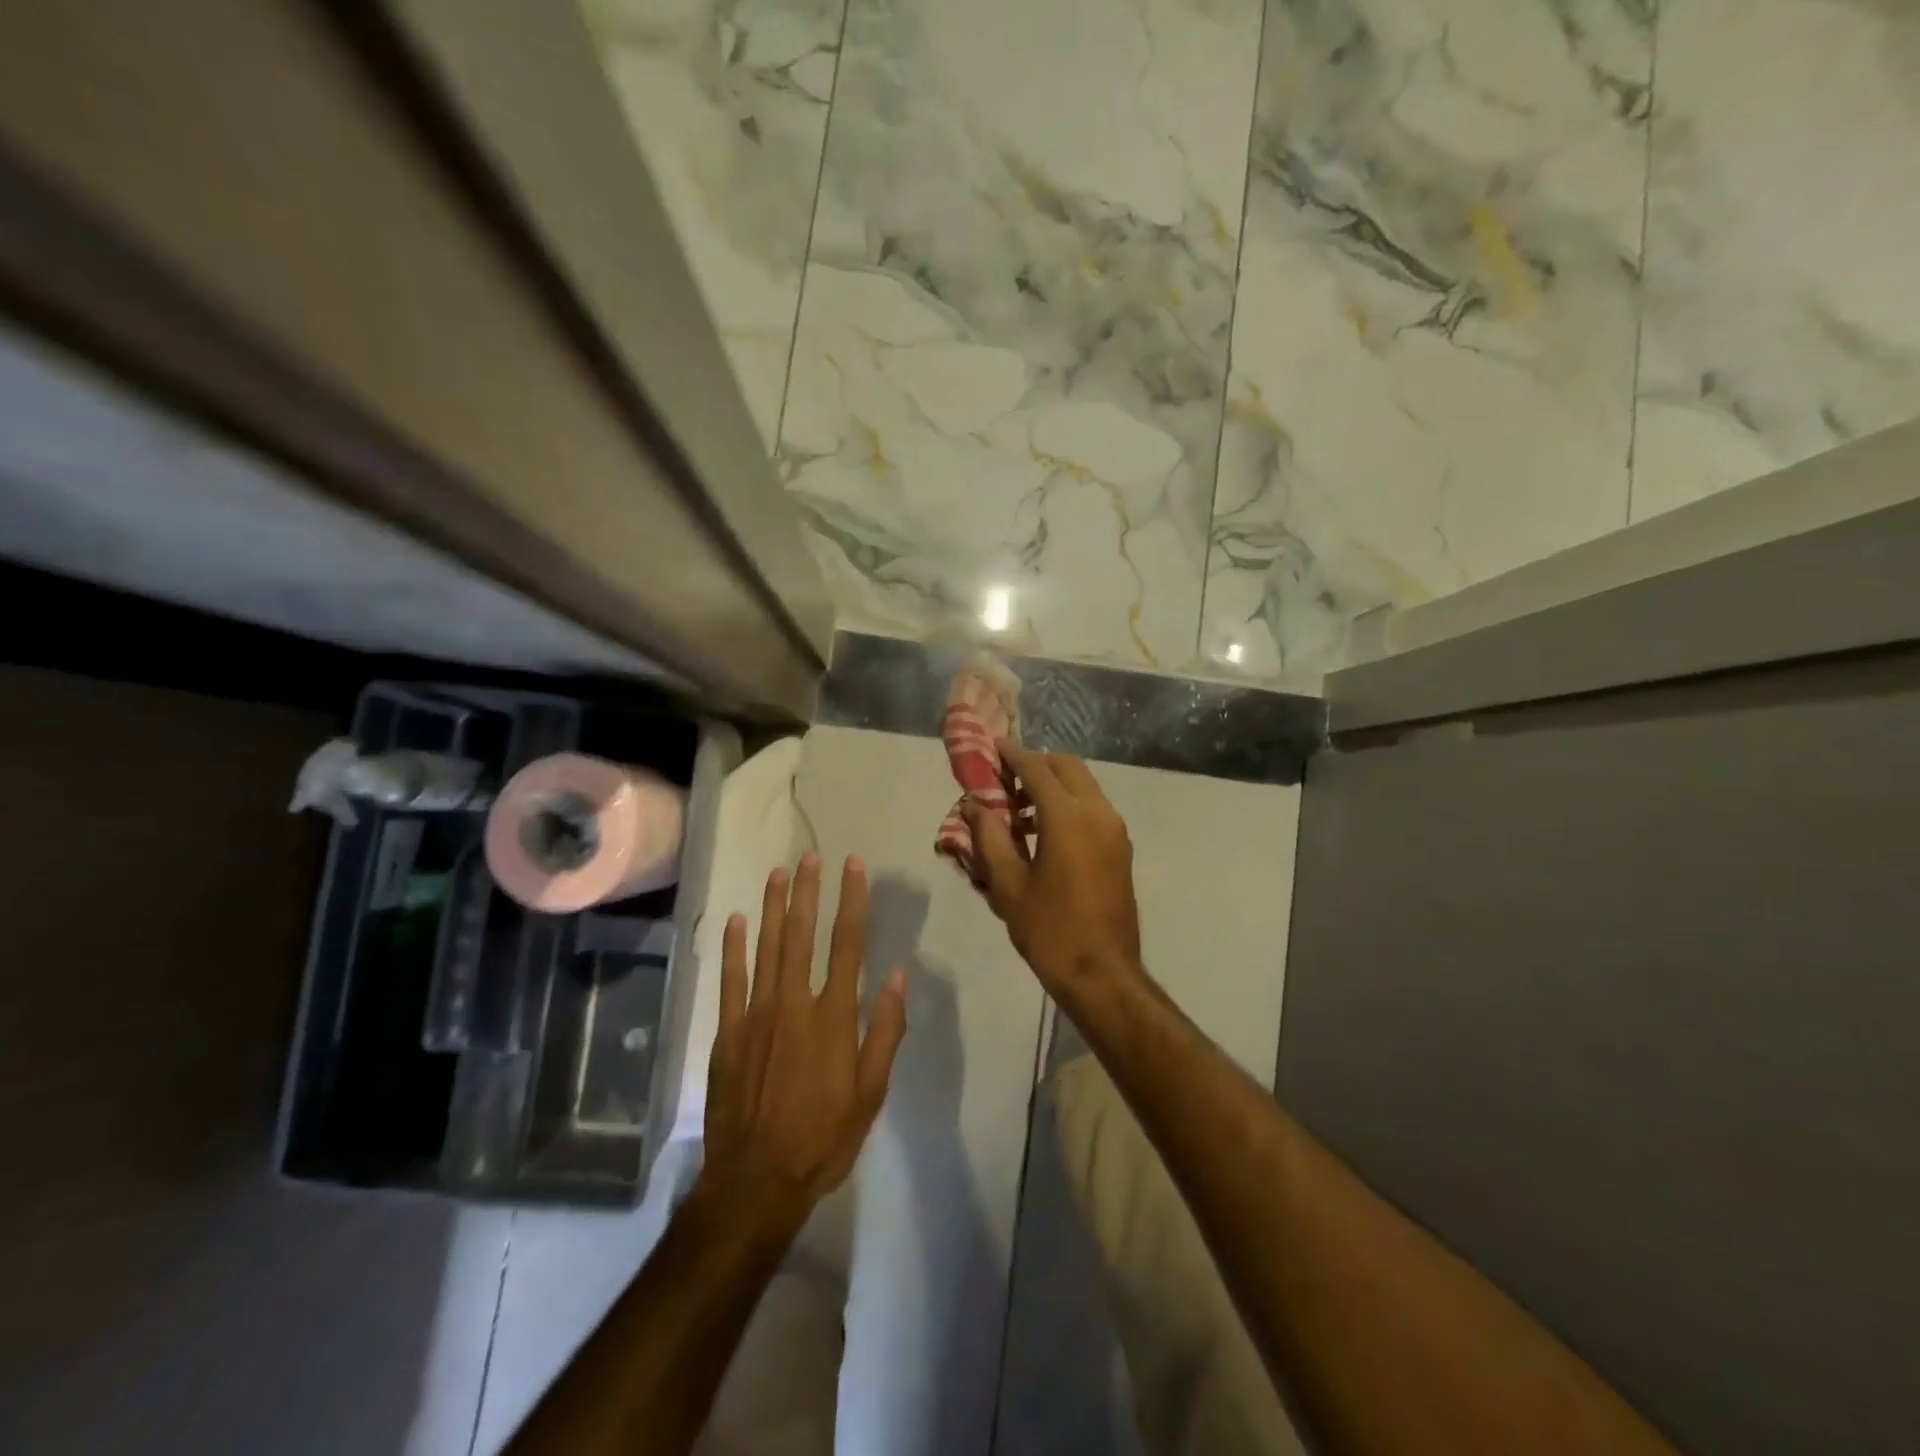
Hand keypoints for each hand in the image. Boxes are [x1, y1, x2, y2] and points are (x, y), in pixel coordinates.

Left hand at [698, 853, 906, 1237]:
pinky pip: (731, 980)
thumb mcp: (870, 1092)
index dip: (852, 900)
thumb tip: (897, 976)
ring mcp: (757, 1015)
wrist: (756, 1181)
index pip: (848, 944)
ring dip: (773, 907)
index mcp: (834, 1017)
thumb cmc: (823, 1138)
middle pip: (803, 935)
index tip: (852, 866)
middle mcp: (795, 1003)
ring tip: (778, 873)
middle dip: (808, 892)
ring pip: (766, 948)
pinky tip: (736, 920)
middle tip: (810, 855)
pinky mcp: (728, 1032)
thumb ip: (884, 1031)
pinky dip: (733, 948)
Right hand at [962, 743, 1141, 996]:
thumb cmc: (1049, 930)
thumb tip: (974, 803)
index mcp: (1068, 817)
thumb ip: (989, 836)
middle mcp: (1097, 812)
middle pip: (1066, 767)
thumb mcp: (1008, 884)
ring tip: (1020, 813)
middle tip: (1005, 782)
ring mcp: (1114, 829)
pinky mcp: (1121, 847)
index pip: (1036, 768)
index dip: (1012, 754)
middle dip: (1036, 764)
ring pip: (1083, 785)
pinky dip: (1068, 803)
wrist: (1102, 974)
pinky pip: (1093, 807)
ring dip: (1053, 785)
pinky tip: (1044, 834)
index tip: (993, 746)